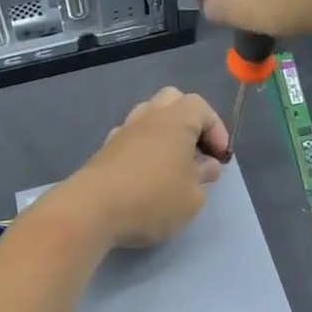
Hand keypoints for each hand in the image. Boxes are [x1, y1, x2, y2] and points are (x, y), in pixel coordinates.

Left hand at [60, 88, 229, 249]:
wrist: (91, 210)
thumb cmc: (152, 199)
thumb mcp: (192, 197)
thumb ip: (203, 177)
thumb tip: (206, 165)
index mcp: (176, 120)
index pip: (201, 107)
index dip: (216, 129)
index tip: (220, 157)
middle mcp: (149, 116)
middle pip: (172, 100)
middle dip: (189, 121)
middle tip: (197, 151)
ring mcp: (123, 130)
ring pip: (149, 116)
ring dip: (164, 133)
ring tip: (172, 163)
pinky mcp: (105, 149)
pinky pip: (132, 137)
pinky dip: (144, 148)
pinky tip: (146, 174)